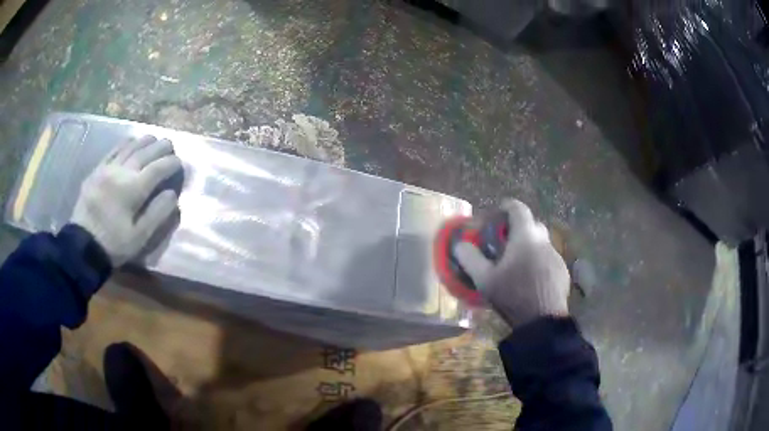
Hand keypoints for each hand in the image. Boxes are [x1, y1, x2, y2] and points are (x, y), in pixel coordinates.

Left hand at [70, 135, 181, 266]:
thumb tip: (172, 194)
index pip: (158, 168)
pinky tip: (132, 142)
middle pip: (146, 151)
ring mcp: (107, 168)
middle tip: (170, 146)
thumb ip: (157, 214)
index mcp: (133, 189)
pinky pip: (114, 150)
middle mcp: (122, 171)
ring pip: (130, 146)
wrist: (82, 245)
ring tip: (154, 140)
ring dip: (145, 141)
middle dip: (161, 147)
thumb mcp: (139, 237)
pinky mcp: (97, 170)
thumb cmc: (113, 244)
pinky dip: (126, 143)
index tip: (181, 163)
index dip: (172, 164)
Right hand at [453, 199, 569, 328]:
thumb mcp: (484, 279)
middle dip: (518, 228)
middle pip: (531, 224)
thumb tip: (460, 244)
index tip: (497, 214)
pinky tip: (531, 279)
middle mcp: (544, 241)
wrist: (542, 321)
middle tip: (505, 243)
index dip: (506, 207)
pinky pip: (549, 258)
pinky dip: (539, 261)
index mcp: (525, 237)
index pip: (518, 208)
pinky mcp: (562, 271)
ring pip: (541, 243)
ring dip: (530, 246)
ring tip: (518, 264)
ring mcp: (556, 256)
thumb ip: (470, 258)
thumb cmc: (513, 295)